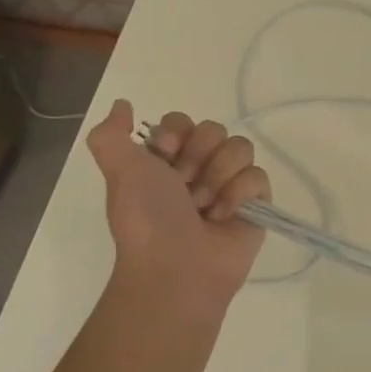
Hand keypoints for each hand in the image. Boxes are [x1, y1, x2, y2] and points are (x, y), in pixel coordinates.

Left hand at [86, 100, 270, 309]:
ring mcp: (230, 185)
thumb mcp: (118, 170)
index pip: (184, 121)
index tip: (166, 152)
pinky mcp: (257, 204)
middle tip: (184, 186)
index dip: (177, 132)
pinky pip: (259, 175)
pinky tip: (223, 217)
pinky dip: (239, 194)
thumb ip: (111, 134)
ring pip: (240, 147)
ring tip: (204, 207)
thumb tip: (122, 104)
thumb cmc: (147, 218)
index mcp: (167, 161)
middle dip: (198, 156)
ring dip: (218, 176)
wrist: (175, 267)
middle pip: (215, 129)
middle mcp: (200, 169)